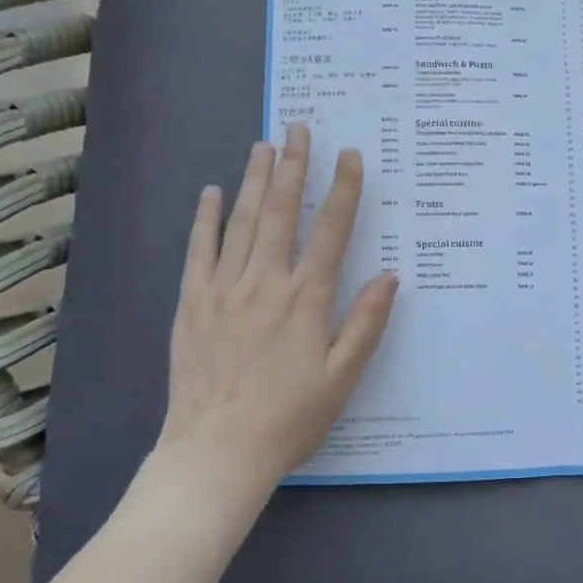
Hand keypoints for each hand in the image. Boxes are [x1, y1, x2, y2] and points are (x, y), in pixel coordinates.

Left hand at [153, 123, 397, 508]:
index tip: (350, 155)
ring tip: (263, 145)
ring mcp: (224, 289)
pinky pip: (199, 251)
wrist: (216, 453)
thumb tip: (390, 275)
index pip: (332, 231)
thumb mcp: (342, 378)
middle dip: (293, 167)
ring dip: (254, 180)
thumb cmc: (288, 418)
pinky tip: (211, 193)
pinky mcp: (193, 303)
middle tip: (299, 128)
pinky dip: (206, 219)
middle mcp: (266, 283)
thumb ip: (366, 324)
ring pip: (242, 222)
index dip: (343, 190)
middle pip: (282, 212)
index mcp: (307, 299)